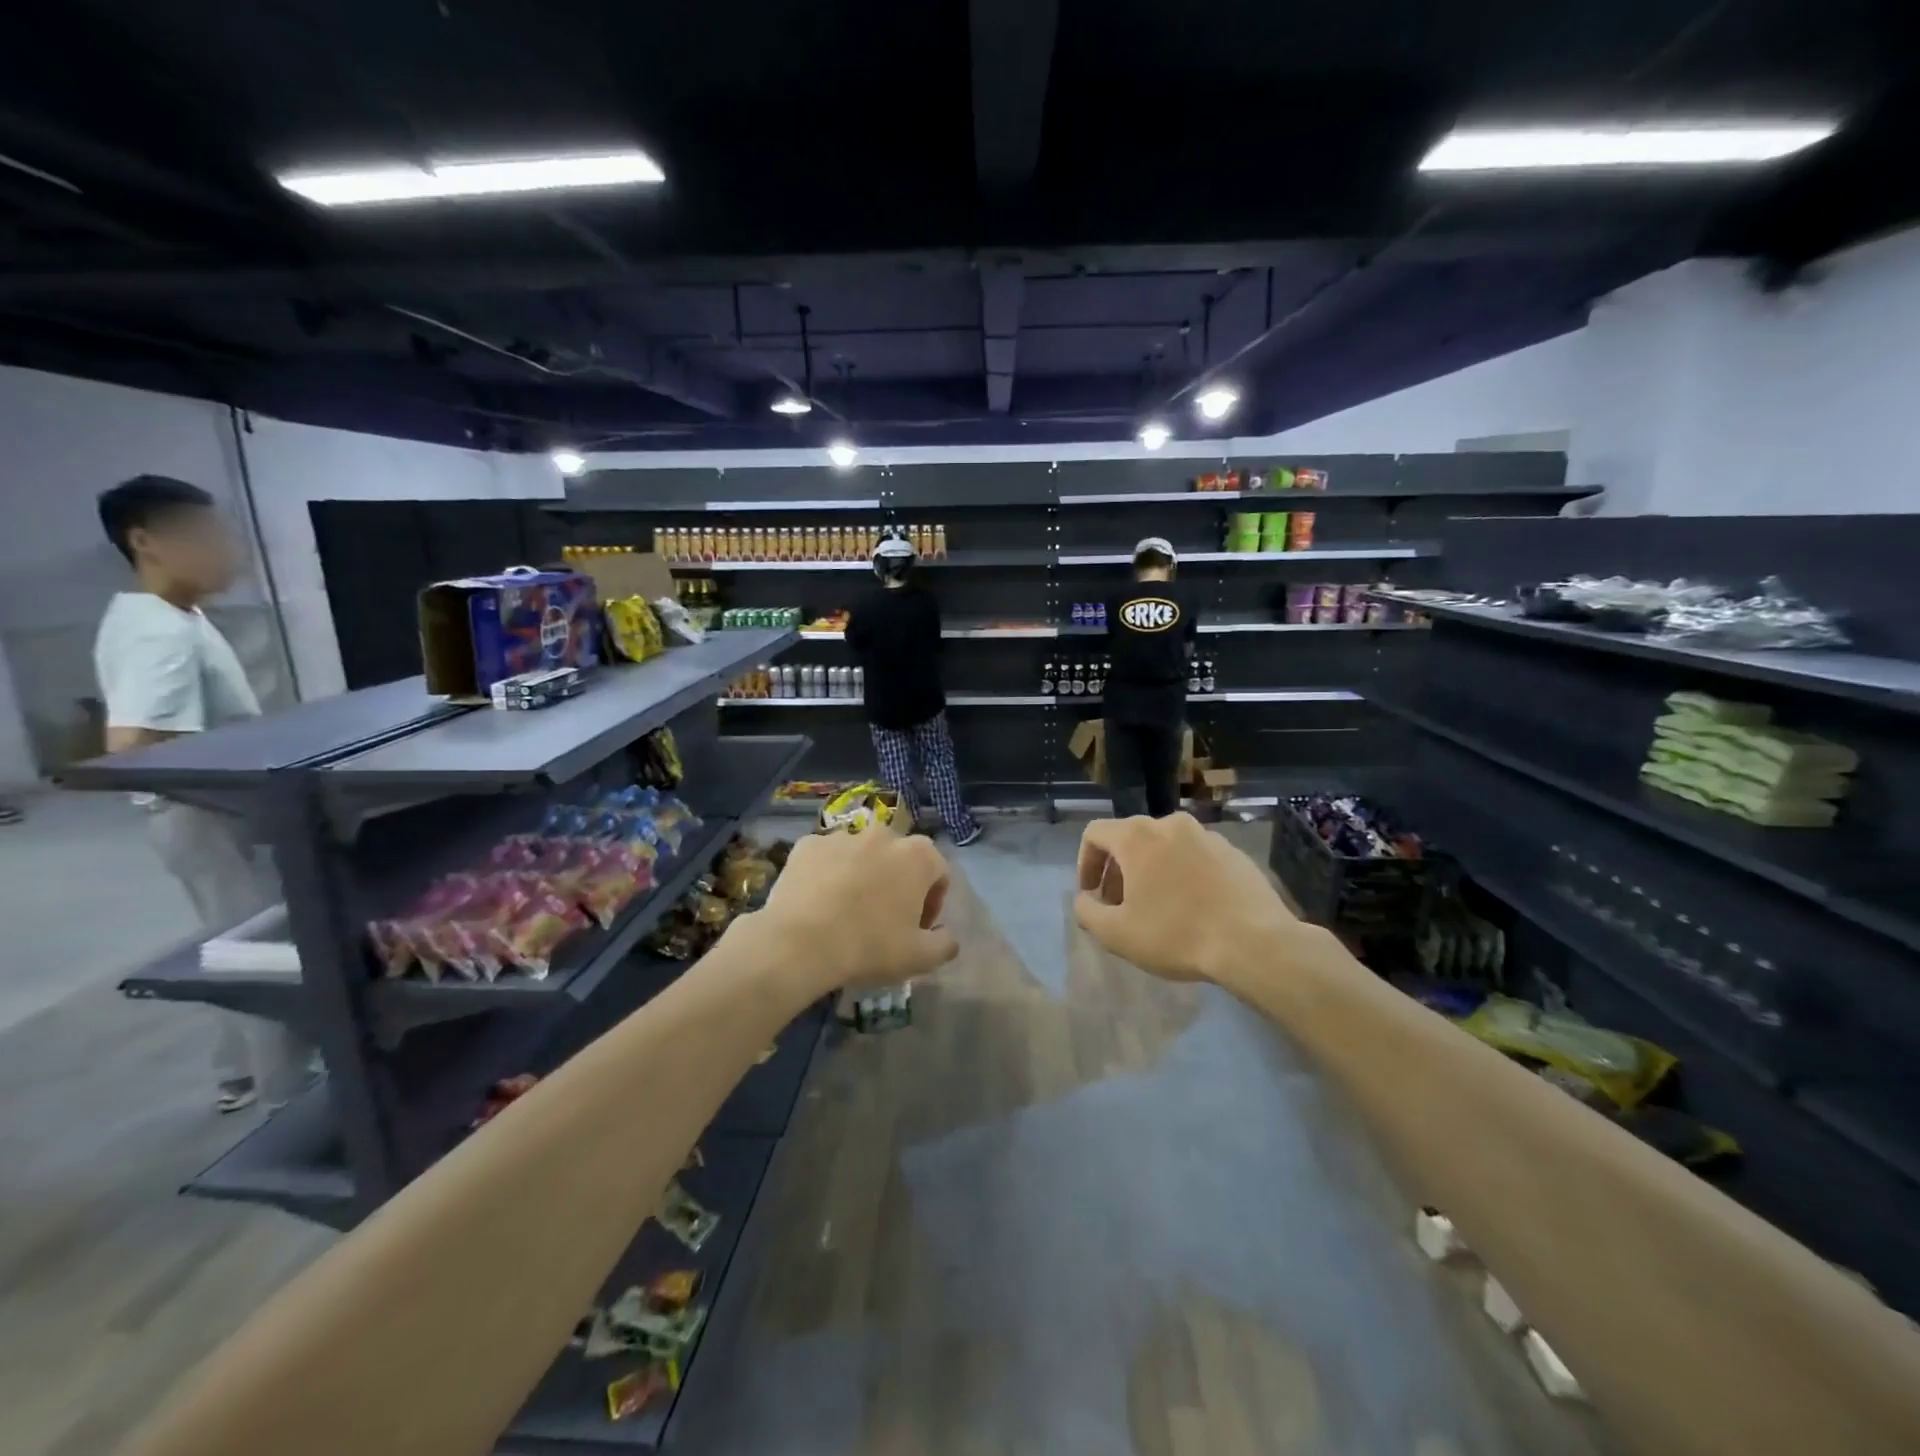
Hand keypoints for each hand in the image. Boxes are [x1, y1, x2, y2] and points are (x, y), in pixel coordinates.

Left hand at [754, 828, 958, 993]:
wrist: (800, 943)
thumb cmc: (869, 946)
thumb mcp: (919, 958)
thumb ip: (945, 944)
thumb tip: (947, 936)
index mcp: (918, 856)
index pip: (938, 871)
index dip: (932, 901)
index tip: (918, 926)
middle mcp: (883, 835)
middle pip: (899, 857)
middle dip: (897, 882)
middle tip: (884, 917)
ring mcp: (842, 836)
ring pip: (860, 854)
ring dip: (862, 875)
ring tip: (847, 910)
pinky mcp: (807, 844)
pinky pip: (825, 858)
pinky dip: (827, 873)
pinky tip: (818, 902)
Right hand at [1073, 813, 1305, 984]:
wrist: (1255, 943)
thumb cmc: (1177, 934)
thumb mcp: (1117, 934)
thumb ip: (1087, 912)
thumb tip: (1084, 900)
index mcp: (1138, 836)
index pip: (1095, 833)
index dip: (1084, 862)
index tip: (1091, 894)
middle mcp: (1170, 825)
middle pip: (1130, 838)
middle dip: (1117, 870)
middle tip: (1119, 905)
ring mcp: (1207, 836)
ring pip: (1164, 846)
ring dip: (1150, 871)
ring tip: (1156, 907)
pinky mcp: (1234, 852)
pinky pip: (1195, 857)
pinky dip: (1182, 874)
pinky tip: (1192, 907)